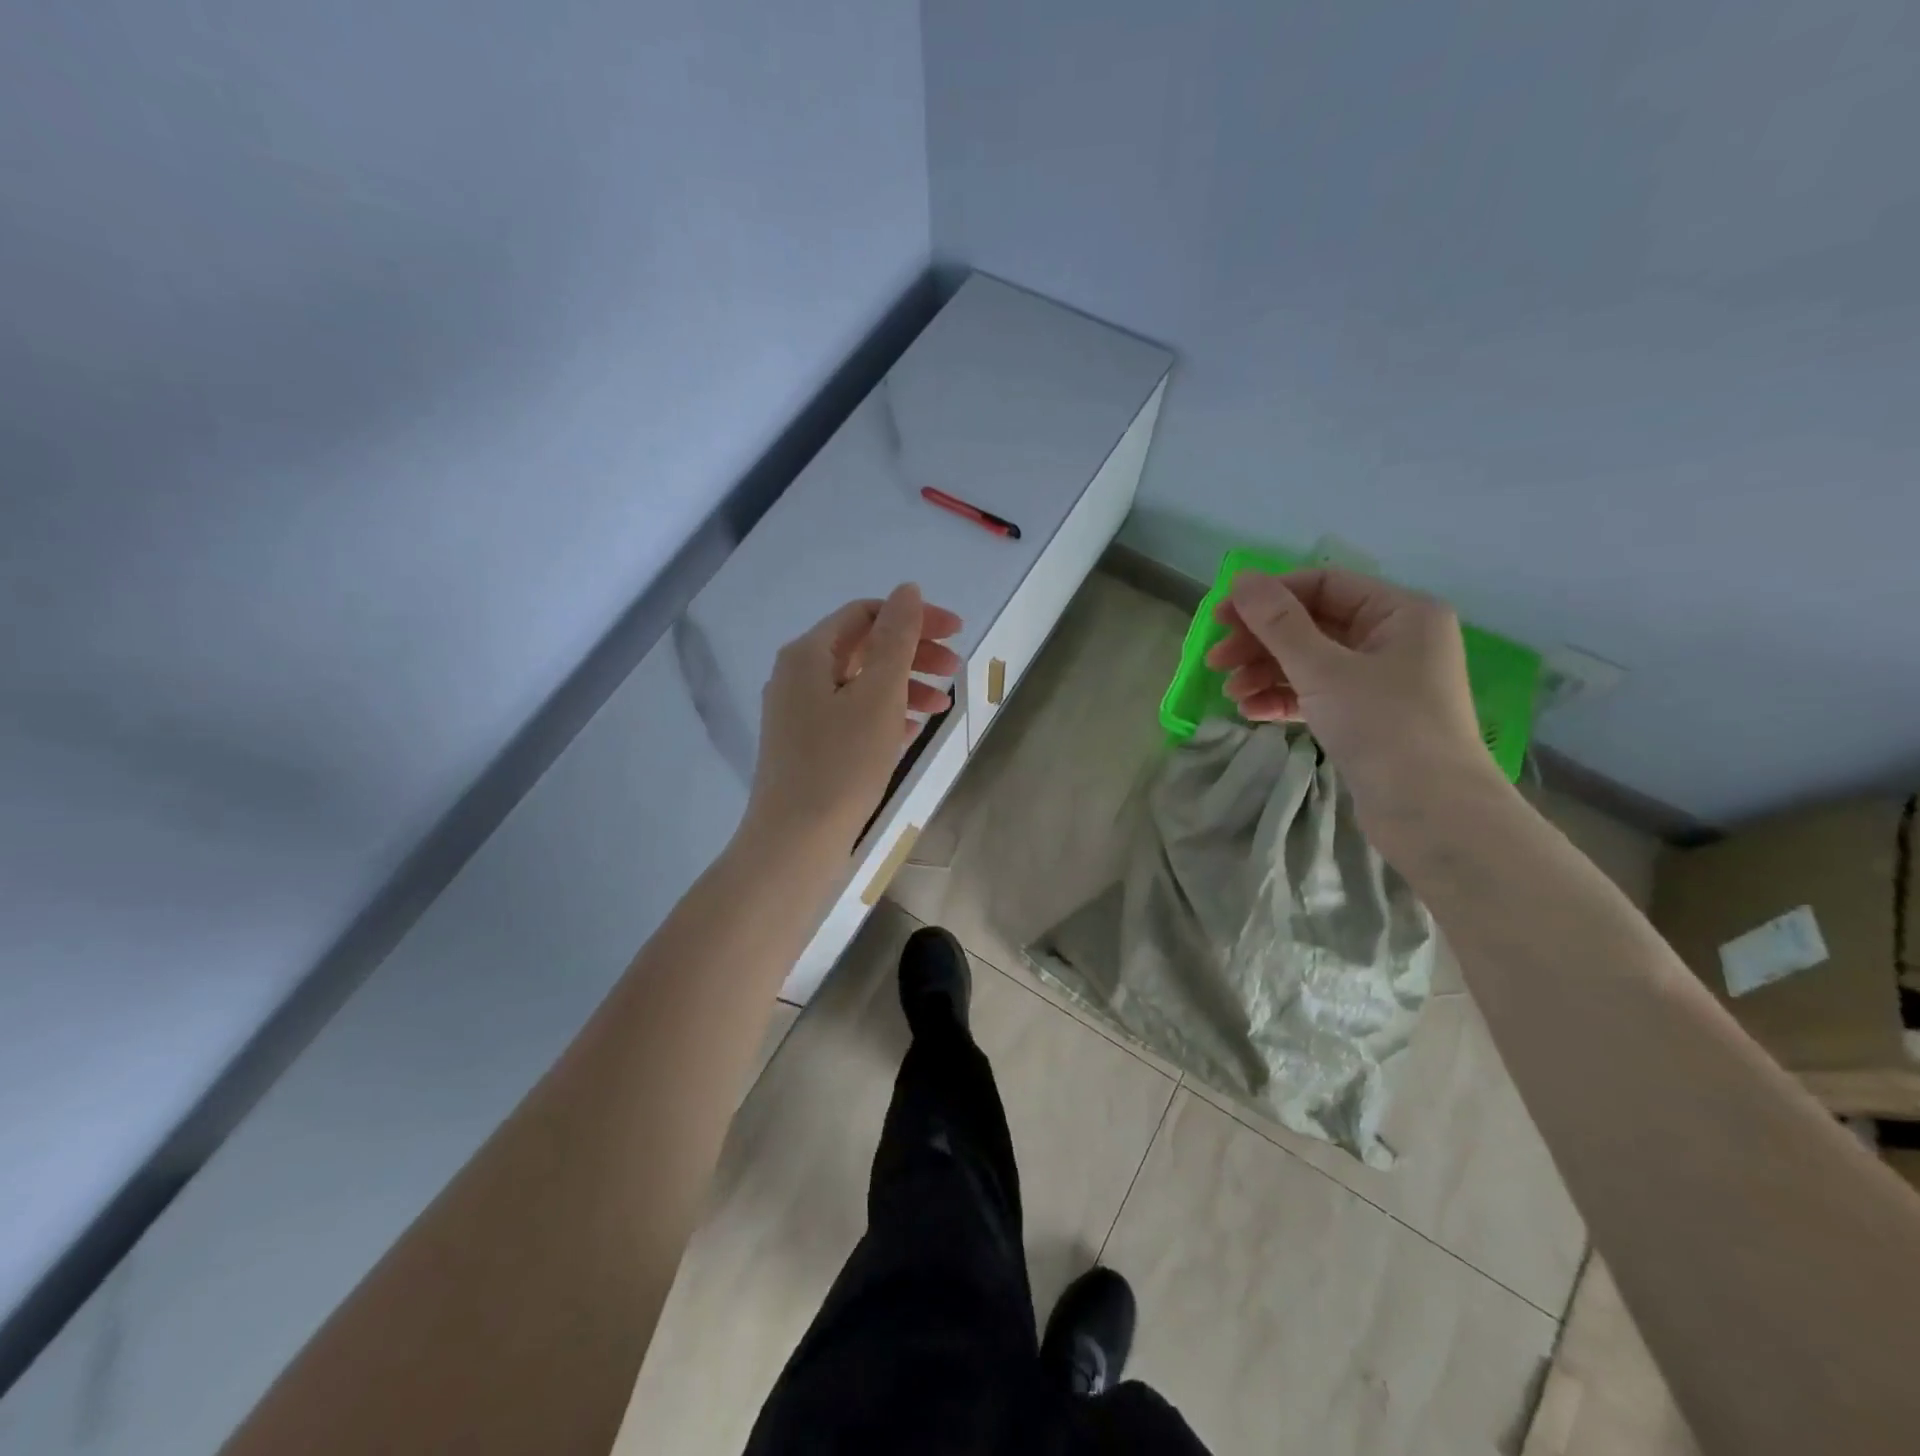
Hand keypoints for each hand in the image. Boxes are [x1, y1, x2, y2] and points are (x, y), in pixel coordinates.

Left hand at [744, 584, 961, 850]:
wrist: (795, 841)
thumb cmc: (841, 763)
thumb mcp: (878, 695)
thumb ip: (896, 638)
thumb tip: (908, 590)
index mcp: (809, 653)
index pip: (866, 614)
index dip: (914, 617)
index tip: (958, 633)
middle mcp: (797, 675)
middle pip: (864, 647)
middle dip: (913, 654)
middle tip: (957, 671)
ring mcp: (798, 712)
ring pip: (860, 683)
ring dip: (904, 686)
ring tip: (942, 707)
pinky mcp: (806, 745)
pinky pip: (851, 714)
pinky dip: (884, 714)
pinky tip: (912, 730)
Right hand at [1206, 567, 1496, 819]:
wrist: (1431, 812)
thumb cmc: (1383, 726)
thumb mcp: (1323, 669)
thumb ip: (1279, 623)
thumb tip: (1241, 578)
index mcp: (1400, 612)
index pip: (1322, 584)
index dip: (1268, 597)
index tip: (1220, 617)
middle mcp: (1394, 639)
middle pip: (1312, 625)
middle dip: (1260, 641)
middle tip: (1215, 661)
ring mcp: (1381, 681)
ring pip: (1311, 662)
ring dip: (1266, 673)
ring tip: (1231, 694)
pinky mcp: (1367, 717)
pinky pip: (1317, 694)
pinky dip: (1284, 699)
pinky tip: (1251, 712)